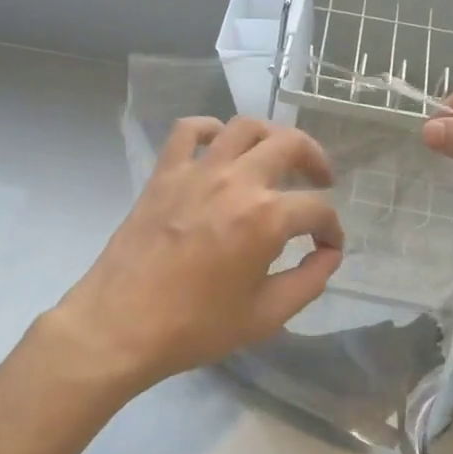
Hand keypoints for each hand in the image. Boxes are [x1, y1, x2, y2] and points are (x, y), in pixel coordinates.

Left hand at [50, 116, 344, 394]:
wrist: (121, 325)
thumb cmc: (196, 326)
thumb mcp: (266, 315)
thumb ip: (308, 281)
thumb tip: (329, 255)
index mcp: (267, 217)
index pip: (318, 208)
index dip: (332, 229)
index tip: (328, 246)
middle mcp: (237, 181)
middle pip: (290, 144)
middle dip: (315, 160)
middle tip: (320, 180)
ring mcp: (198, 171)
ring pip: (244, 127)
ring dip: (270, 136)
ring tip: (275, 157)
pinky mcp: (165, 173)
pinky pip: (188, 130)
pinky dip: (209, 128)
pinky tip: (219, 146)